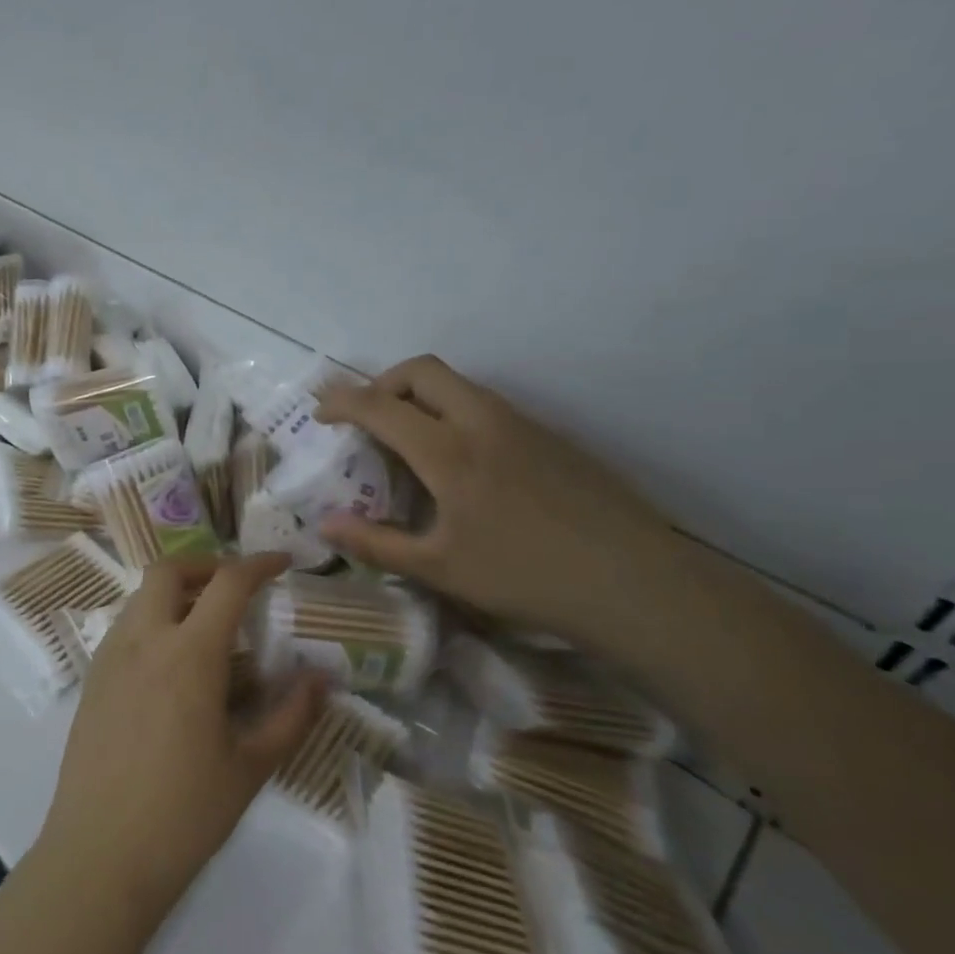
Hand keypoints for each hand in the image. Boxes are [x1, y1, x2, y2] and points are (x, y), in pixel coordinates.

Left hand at [37, 554, 328, 926]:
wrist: (100, 854)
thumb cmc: (185, 814)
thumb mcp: (251, 767)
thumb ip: (291, 715)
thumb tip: (321, 678)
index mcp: (189, 654)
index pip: (227, 583)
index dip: (259, 564)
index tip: (283, 563)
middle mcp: (144, 640)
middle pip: (169, 571)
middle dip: (206, 567)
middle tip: (236, 590)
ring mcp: (110, 656)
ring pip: (141, 596)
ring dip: (176, 593)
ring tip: (208, 630)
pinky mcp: (91, 678)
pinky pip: (125, 627)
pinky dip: (153, 621)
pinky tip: (173, 666)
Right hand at [314, 355, 686, 647]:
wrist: (634, 582)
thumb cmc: (525, 576)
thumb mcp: (439, 568)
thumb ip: (375, 543)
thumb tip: (323, 526)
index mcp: (449, 451)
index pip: (379, 405)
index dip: (341, 402)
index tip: (320, 415)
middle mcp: (483, 421)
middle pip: (422, 370)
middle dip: (382, 383)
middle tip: (367, 418)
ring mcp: (523, 424)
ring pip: (459, 385)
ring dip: (421, 397)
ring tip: (410, 443)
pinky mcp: (551, 436)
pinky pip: (488, 406)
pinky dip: (455, 414)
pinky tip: (463, 465)